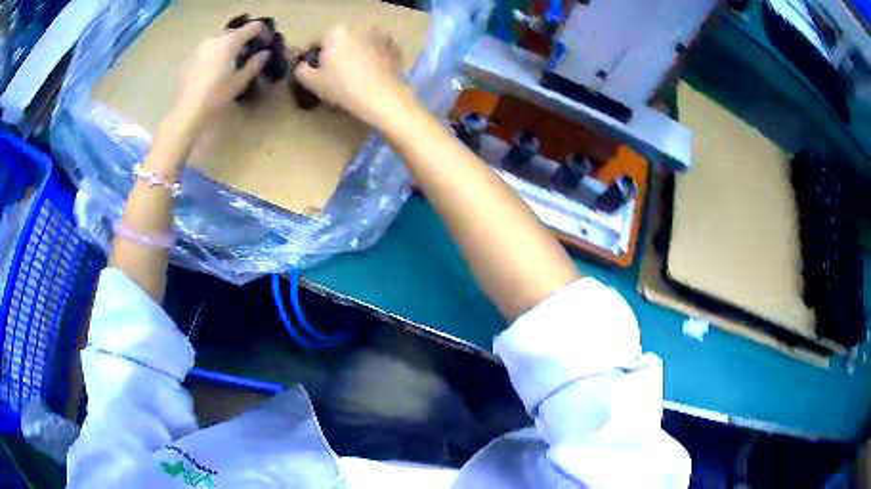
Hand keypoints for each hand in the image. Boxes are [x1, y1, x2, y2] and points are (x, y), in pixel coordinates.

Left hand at [172, 21, 271, 127]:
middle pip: (236, 32)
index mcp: (230, 42)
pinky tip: (217, 70)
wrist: (187, 111)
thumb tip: (265, 53)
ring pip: (222, 40)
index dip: (264, 32)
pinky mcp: (192, 57)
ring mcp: (201, 47)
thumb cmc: (216, 96)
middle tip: (250, 54)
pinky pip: (210, 50)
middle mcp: (215, 39)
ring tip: (232, 62)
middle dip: (245, 40)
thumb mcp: (240, 81)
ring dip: (230, 47)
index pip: (253, 26)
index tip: (267, 43)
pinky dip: (217, 54)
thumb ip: (255, 64)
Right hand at [294, 25, 404, 126]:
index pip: (320, 43)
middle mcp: (360, 27)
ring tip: (357, 75)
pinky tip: (373, 75)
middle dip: (339, 54)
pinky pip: (379, 52)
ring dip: (358, 54)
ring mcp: (381, 36)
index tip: (319, 72)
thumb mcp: (313, 82)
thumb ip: (302, 71)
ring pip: (362, 45)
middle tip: (338, 75)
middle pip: (343, 41)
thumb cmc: (342, 87)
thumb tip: (302, 66)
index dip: (316, 59)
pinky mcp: (396, 48)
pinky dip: (375, 59)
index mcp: (337, 32)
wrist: (382, 97)